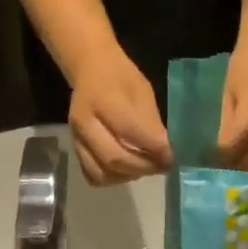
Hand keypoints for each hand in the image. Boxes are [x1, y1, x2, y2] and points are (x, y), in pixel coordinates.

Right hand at [68, 48, 170, 185]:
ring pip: (103, 173)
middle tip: (161, 166)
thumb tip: (164, 153)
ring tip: (145, 167)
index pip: (132, 133)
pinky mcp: (75, 150)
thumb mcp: (142, 92)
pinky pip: (93, 176)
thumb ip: (151, 123)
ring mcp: (77, 139)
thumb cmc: (121, 78)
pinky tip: (127, 170)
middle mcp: (85, 123)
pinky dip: (113, 178)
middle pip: (115, 158)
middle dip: (144, 167)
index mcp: (103, 100)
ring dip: (129, 175)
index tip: (171, 156)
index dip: (156, 149)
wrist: (90, 70)